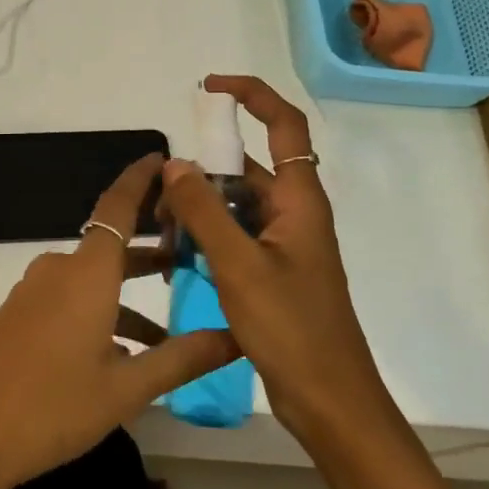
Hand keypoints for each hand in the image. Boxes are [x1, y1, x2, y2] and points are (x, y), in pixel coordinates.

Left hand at [0, 154, 237, 488]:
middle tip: (192, 258)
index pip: (118, 207)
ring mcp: (33, 292)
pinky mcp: (19, 315)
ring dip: (129, 296)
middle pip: (111, 246)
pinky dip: (101, 311)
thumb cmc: (53, 406)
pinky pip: (69, 298)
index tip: (164, 160)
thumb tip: (237, 337)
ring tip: (168, 332)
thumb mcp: (127, 388)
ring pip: (93, 279)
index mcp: (86, 272)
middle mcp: (59, 270)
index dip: (140, 179)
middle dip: (150, 250)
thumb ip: (183, 358)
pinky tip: (122, 354)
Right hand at [159, 74, 392, 439]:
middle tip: (160, 201)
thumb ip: (204, 212)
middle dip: (201, 175)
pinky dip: (206, 239)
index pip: (283, 124)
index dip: (251, 95)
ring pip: (235, 206)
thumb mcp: (239, 266)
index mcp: (300, 200)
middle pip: (246, 170)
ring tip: (163, 238)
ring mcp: (284, 244)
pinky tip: (178, 260)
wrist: (328, 400)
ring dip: (199, 212)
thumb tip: (174, 163)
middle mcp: (294, 214)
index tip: (208, 88)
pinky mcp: (273, 271)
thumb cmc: (292, 329)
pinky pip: (235, 236)